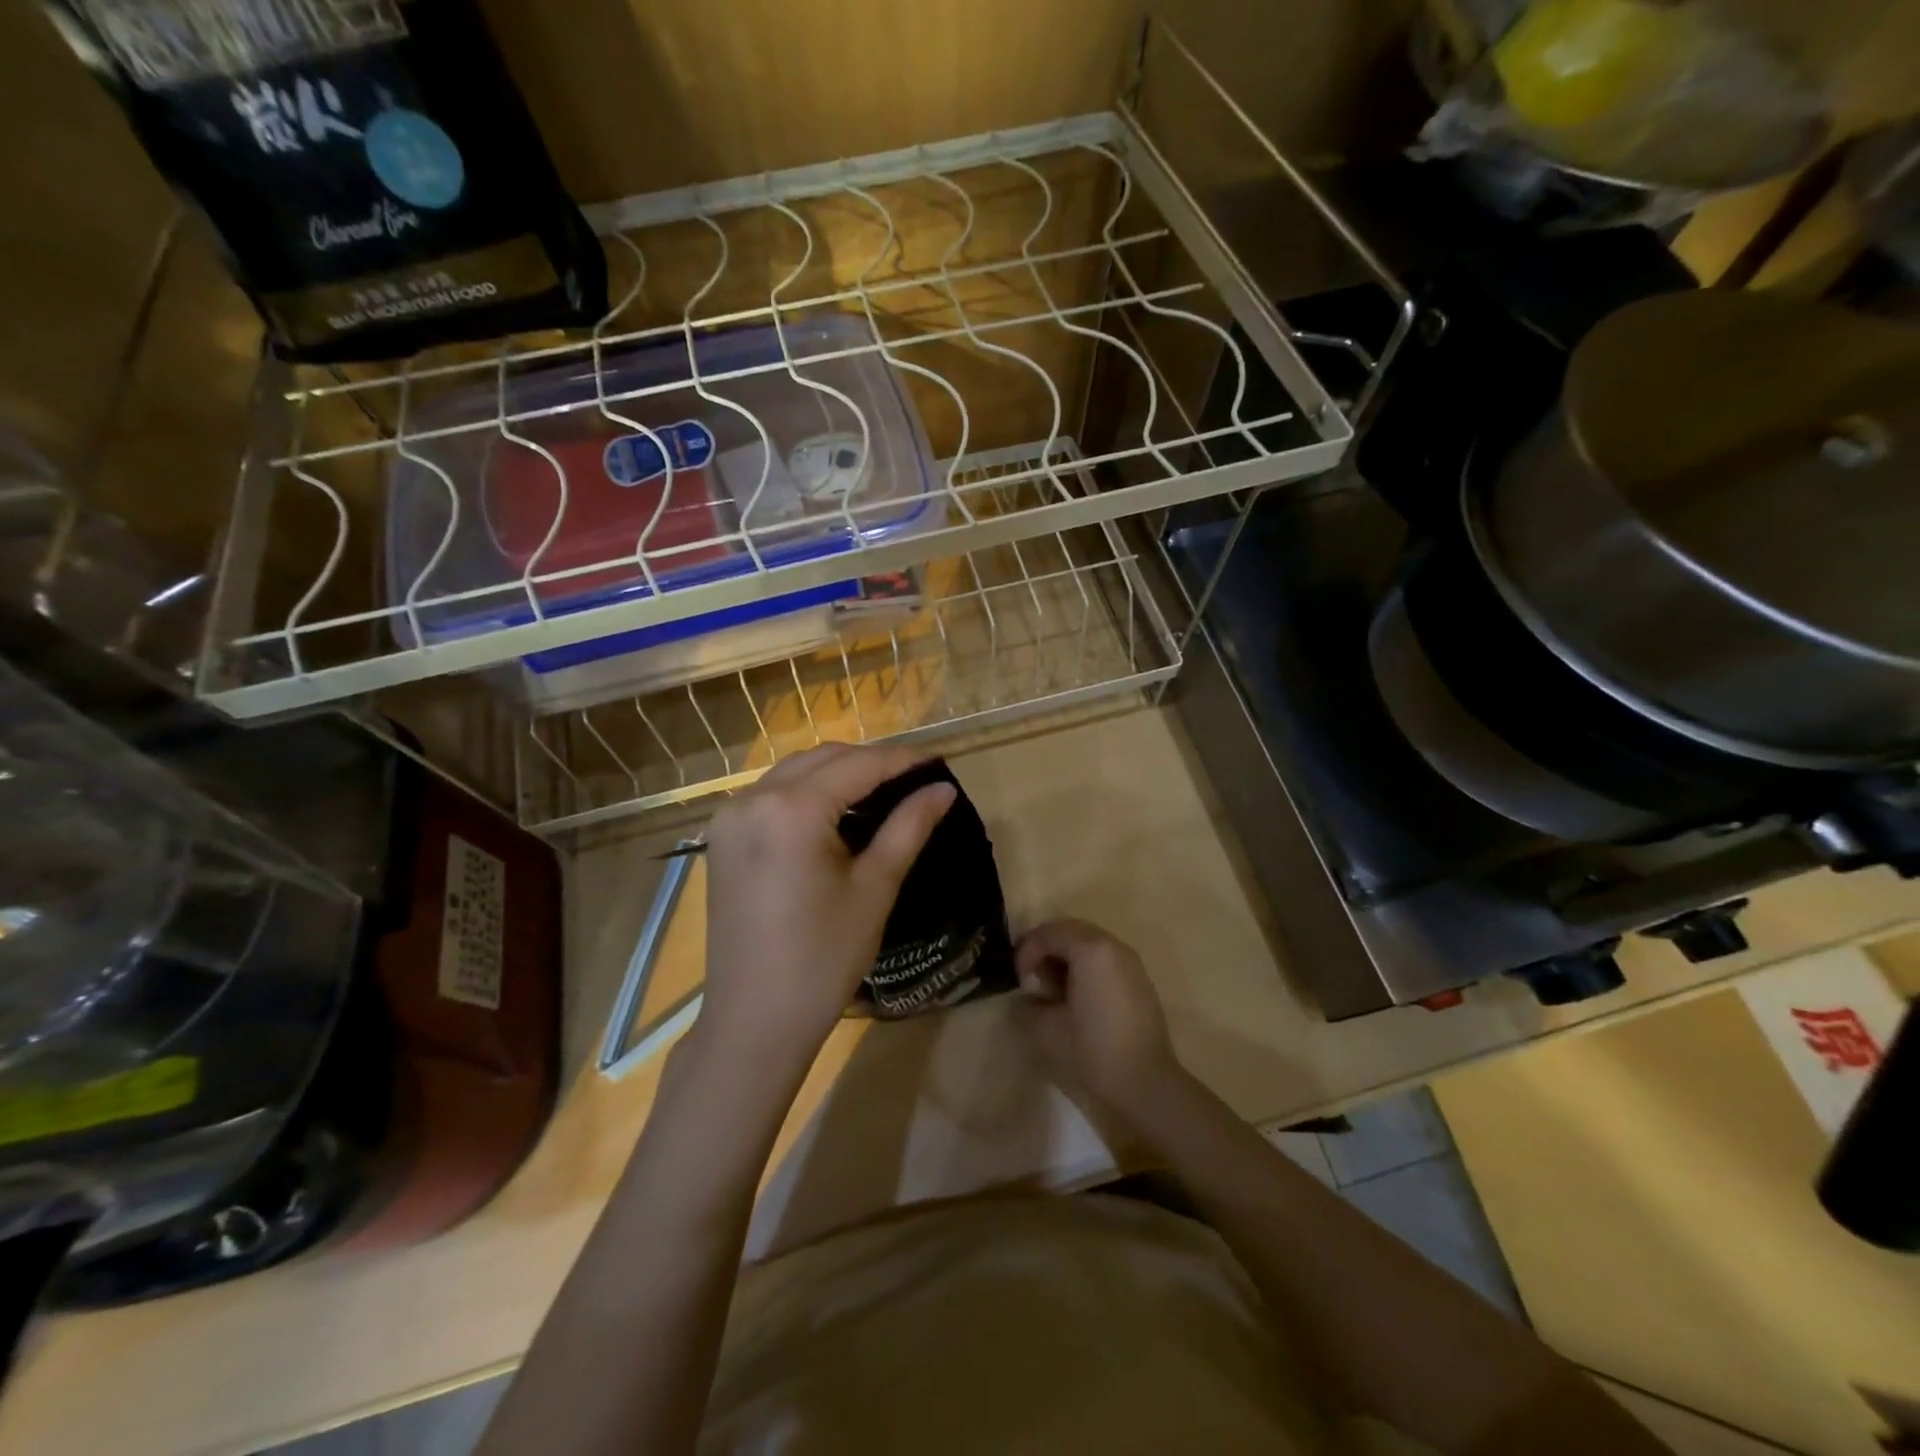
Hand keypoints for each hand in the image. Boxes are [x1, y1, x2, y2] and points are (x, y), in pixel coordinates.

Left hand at [697, 744, 955, 1079]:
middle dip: (871, 762)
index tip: (939, 764)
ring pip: (795, 772)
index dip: (902, 761)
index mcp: (791, 810)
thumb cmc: (823, 958)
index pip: (858, 765)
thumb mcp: (874, 888)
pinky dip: (808, 791)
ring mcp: (730, 817)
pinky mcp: (723, 837)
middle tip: (915, 779)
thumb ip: (909, 827)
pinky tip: (836, 811)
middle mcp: (753, 798)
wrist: (755, 1019)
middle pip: (823, 759)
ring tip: (883, 791)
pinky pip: (772, 794)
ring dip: (838, 772)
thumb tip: (943, 789)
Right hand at [1016, 919, 1183, 1123]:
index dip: (1027, 952)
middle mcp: (1113, 946)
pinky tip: (1077, 998)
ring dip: (1066, 958)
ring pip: (1089, 943)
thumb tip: (1030, 997)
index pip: (1049, 933)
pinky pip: (1105, 959)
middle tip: (1032, 978)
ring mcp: (1131, 962)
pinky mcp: (1140, 980)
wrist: (1147, 1084)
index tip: (1020, 980)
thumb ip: (1030, 1004)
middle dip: (1046, 949)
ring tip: (1053, 990)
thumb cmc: (1094, 1051)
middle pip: (1070, 931)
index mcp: (1091, 950)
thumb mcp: (1047, 1029)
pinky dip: (1085, 967)